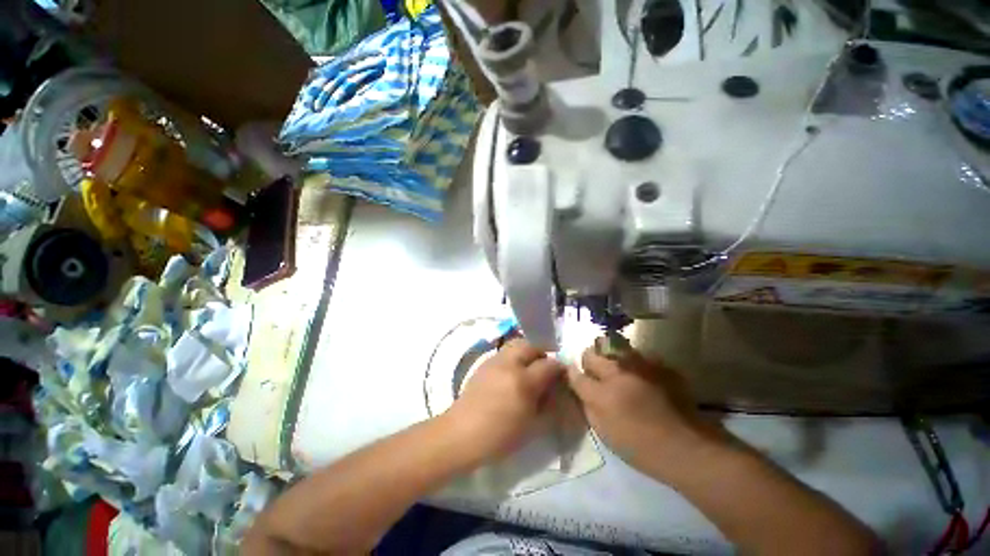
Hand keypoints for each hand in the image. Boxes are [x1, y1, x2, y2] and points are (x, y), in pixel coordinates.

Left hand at [447, 338, 563, 463]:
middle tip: (545, 367)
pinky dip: (514, 356)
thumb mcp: (531, 425)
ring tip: (529, 367)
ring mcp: (495, 361)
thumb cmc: (499, 436)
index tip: (562, 374)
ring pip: (517, 344)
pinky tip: (512, 372)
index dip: (559, 368)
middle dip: (542, 352)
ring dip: (527, 351)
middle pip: (531, 345)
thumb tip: (554, 387)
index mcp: (523, 382)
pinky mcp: (484, 362)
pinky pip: (505, 352)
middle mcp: (509, 364)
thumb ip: (546, 402)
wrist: (461, 433)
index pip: (549, 364)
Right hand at [567, 339, 725, 478]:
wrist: (689, 448)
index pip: (576, 374)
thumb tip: (579, 388)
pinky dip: (634, 364)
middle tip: (594, 372)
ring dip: (610, 359)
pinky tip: (641, 376)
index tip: (573, 374)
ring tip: (617, 372)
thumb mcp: (605, 434)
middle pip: (592, 354)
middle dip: (588, 361)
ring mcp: (641, 366)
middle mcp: (618, 373)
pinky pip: (638, 356)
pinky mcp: (659, 365)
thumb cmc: (642, 448)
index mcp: (602, 394)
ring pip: (614, 349)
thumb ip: (588, 406)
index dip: (571, 372)